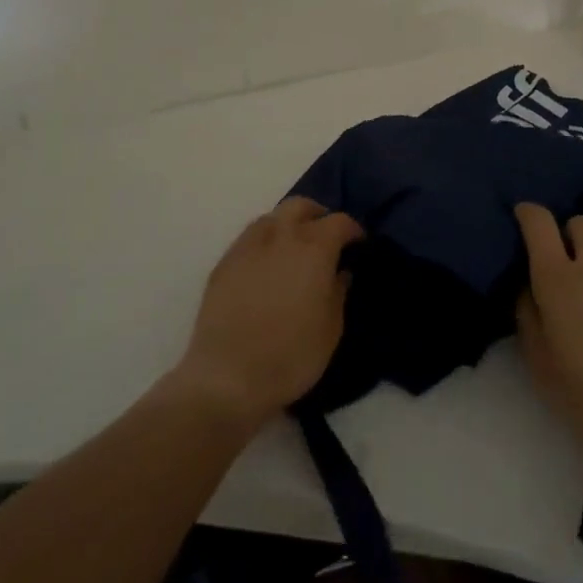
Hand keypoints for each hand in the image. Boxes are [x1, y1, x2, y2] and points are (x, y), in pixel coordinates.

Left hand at [171, 196, 361, 430]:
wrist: (227, 377)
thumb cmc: (291, 355)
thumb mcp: (331, 330)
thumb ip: (339, 292)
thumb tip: (341, 272)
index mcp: (313, 248)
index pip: (339, 221)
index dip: (352, 229)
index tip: (358, 244)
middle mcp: (281, 236)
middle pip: (301, 206)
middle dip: (317, 215)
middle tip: (325, 237)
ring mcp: (248, 246)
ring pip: (272, 217)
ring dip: (288, 224)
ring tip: (293, 249)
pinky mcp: (224, 262)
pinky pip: (249, 237)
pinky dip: (264, 241)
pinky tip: (266, 265)